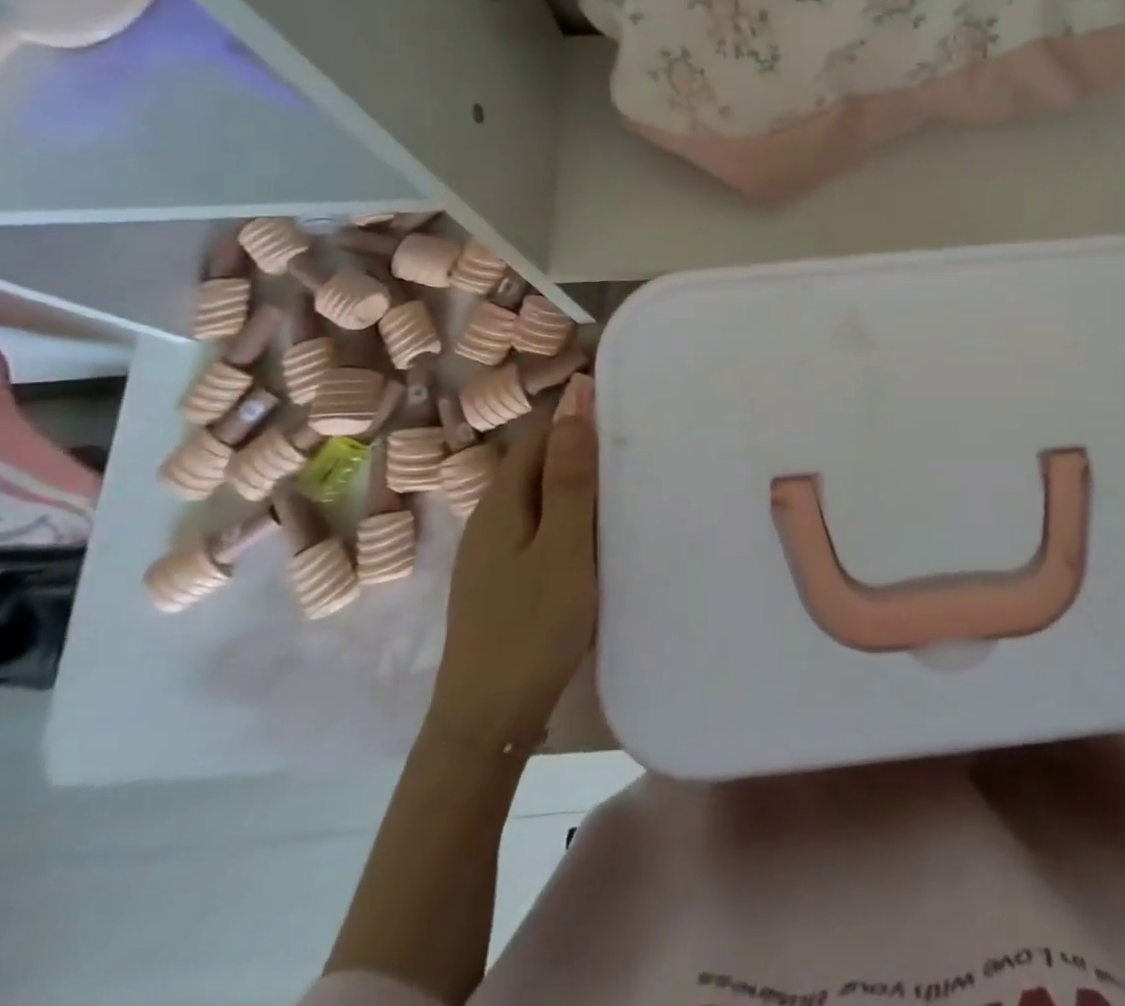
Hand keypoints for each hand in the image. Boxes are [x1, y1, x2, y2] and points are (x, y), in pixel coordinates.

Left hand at [425, 378, 596, 759]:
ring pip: (540, 500)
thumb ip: (570, 479)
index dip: (577, 420)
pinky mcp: (504, 581)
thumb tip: (575, 403)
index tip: (625, 415)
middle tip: (636, 451)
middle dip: (581, 453)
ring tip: (626, 488)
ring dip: (578, 488)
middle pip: (537, 466)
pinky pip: (541, 530)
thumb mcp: (562, 548)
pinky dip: (570, 521)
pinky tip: (597, 538)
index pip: (539, 437)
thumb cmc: (532, 628)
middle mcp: (490, 520)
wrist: (487, 722)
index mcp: (501, 503)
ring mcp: (493, 554)